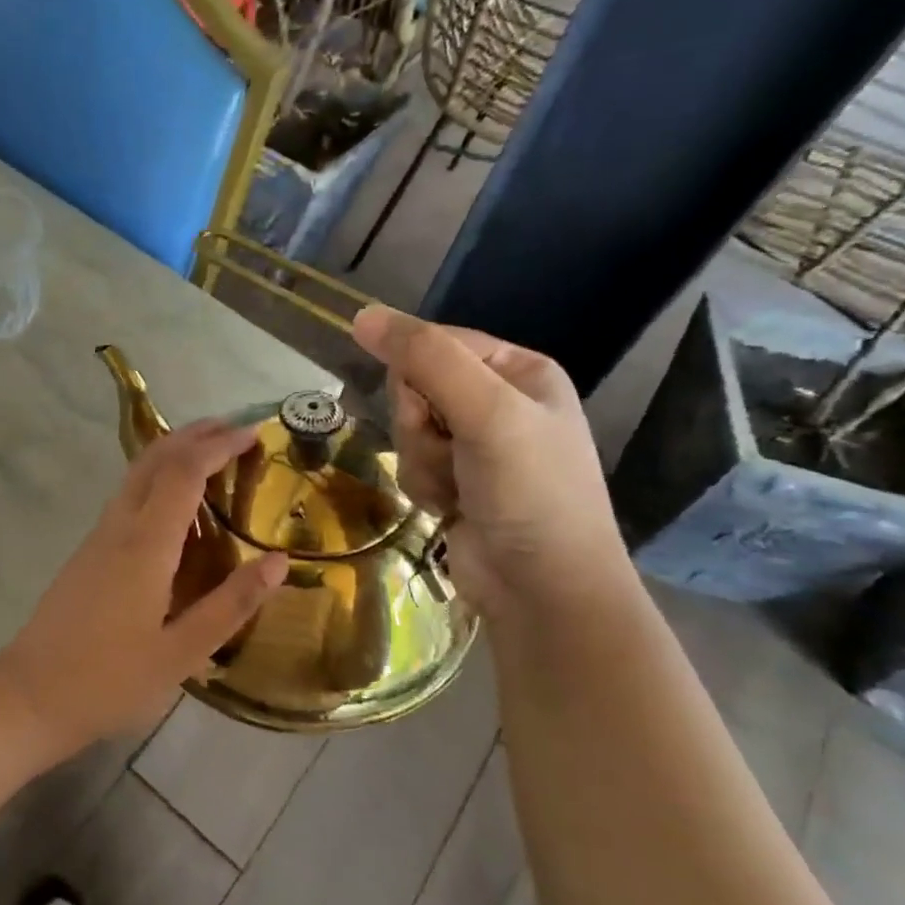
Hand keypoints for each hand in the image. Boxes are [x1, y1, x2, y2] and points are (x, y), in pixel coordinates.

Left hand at [0, 418, 287, 756]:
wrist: (28, 696)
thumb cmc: (109, 680)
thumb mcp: (181, 653)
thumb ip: (230, 605)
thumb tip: (277, 562)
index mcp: (145, 545)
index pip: (183, 473)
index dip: (218, 446)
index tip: (252, 433)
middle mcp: (118, 527)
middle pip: (154, 459)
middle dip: (194, 435)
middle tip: (235, 429)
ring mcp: (98, 537)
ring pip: (136, 474)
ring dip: (173, 452)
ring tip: (212, 454)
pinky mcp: (88, 552)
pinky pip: (128, 496)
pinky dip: (157, 479)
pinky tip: (175, 502)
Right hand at [352, 305, 632, 623]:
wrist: (543, 589)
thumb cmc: (530, 492)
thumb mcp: (485, 412)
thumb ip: (425, 359)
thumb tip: (361, 314)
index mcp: (518, 370)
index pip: (435, 343)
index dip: (417, 375)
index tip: (430, 409)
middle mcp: (497, 401)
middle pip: (414, 387)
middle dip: (420, 426)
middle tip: (452, 452)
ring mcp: (475, 445)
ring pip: (406, 429)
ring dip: (421, 461)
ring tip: (456, 489)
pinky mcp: (455, 481)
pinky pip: (410, 464)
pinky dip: (422, 486)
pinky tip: (449, 508)